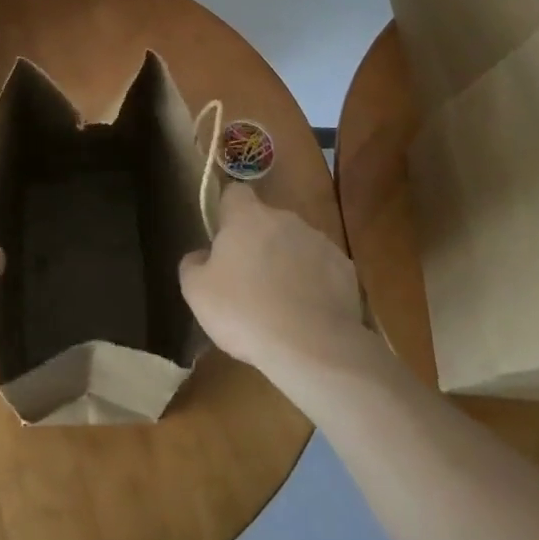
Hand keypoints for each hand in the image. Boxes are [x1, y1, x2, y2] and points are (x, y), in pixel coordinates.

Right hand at [181, 182, 366, 378]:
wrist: (312, 347)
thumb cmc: (244, 312)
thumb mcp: (197, 292)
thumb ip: (193, 264)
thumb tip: (201, 255)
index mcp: (247, 217)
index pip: (235, 193)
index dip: (227, 211)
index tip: (223, 238)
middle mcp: (285, 219)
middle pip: (266, 221)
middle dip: (258, 242)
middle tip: (248, 280)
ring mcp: (319, 242)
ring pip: (295, 244)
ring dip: (286, 262)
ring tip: (280, 303)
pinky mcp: (345, 269)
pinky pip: (322, 269)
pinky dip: (314, 284)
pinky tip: (307, 314)